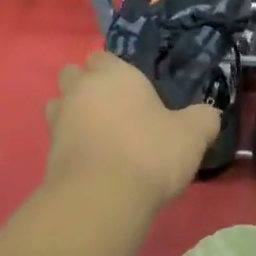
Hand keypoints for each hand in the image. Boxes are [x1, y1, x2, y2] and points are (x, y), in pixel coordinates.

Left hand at [43, 52, 220, 208]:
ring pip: (60, 105)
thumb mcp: (192, 135)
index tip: (136, 91)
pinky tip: (94, 161)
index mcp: (114, 74)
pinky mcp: (48, 152)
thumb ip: (203, 119)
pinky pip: (59, 138)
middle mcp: (80, 89)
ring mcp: (58, 120)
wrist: (101, 199)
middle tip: (116, 110)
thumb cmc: (149, 153)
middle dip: (88, 86)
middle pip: (74, 75)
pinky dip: (72, 144)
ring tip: (101, 136)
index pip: (104, 57)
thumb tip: (207, 115)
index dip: (117, 71)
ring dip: (75, 114)